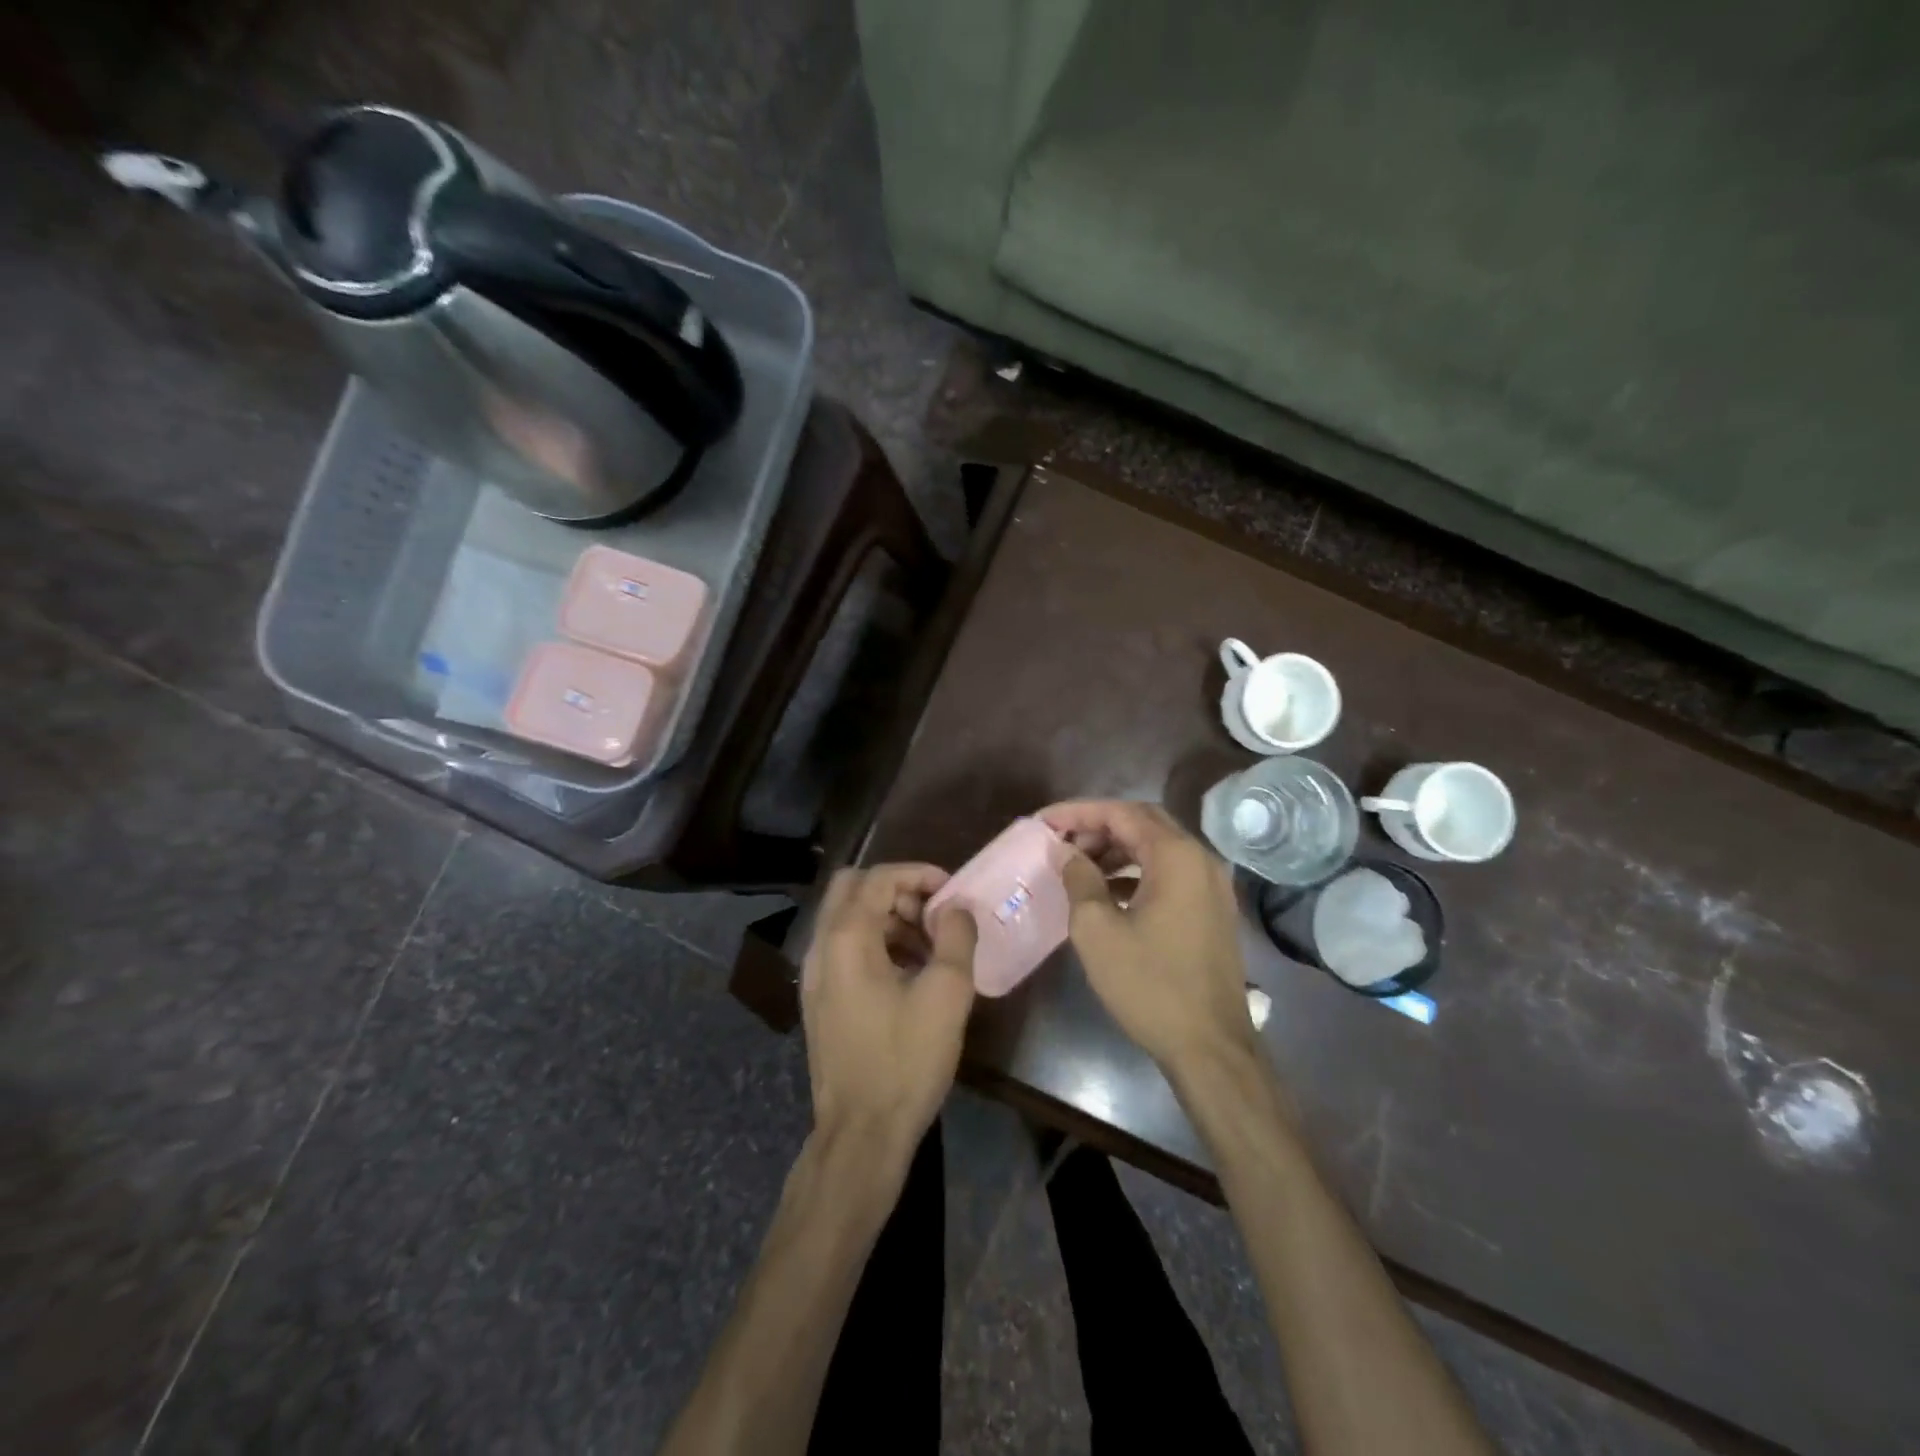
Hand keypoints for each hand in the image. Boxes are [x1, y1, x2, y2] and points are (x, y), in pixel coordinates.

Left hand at [800, 864, 977, 1164]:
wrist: (862, 1132)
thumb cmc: (905, 1059)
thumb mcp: (946, 994)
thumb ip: (956, 937)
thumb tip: (956, 908)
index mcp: (846, 938)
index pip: (878, 877)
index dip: (918, 874)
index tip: (951, 892)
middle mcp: (821, 947)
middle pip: (853, 888)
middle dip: (897, 890)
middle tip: (933, 914)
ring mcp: (814, 975)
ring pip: (847, 918)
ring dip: (888, 917)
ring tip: (930, 946)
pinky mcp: (819, 999)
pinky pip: (844, 948)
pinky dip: (875, 942)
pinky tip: (910, 972)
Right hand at [1039, 800, 1253, 1077]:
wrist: (1210, 1047)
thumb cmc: (1149, 985)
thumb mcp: (1098, 930)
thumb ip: (1079, 879)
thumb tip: (1065, 852)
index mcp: (1176, 856)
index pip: (1122, 813)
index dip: (1078, 812)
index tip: (1043, 822)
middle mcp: (1201, 860)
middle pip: (1143, 823)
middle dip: (1098, 826)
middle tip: (1060, 841)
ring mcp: (1211, 886)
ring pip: (1157, 848)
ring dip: (1116, 849)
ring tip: (1078, 865)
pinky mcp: (1212, 910)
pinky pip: (1170, 873)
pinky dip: (1136, 872)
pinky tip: (1108, 892)